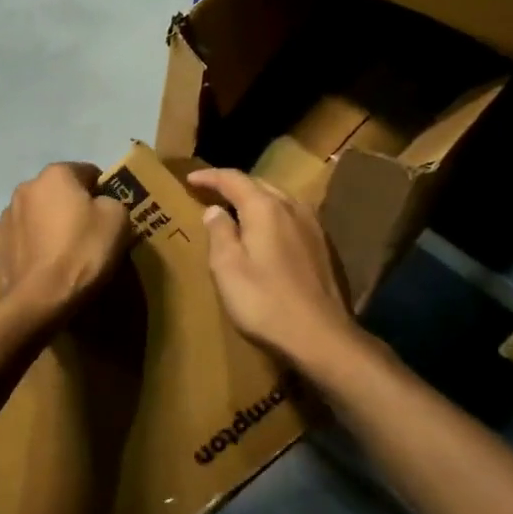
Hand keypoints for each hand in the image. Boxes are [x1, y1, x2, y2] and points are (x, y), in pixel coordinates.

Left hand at [0, 163, 133, 319]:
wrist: (40, 299)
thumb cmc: (82, 252)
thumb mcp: (118, 220)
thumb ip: (111, 201)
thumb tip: (99, 204)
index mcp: (55, 174)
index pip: (87, 172)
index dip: (102, 192)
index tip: (108, 216)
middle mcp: (25, 187)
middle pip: (57, 192)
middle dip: (71, 207)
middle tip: (87, 236)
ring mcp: (5, 216)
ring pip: (36, 214)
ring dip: (47, 225)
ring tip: (62, 254)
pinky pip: (21, 238)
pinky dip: (31, 246)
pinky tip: (42, 266)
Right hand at [189, 168, 356, 366]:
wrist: (320, 336)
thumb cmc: (265, 301)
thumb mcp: (227, 267)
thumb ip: (219, 232)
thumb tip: (214, 210)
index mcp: (265, 208)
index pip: (233, 179)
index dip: (209, 176)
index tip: (189, 178)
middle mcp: (292, 207)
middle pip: (258, 184)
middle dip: (233, 186)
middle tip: (209, 193)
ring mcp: (312, 225)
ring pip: (278, 199)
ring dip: (254, 200)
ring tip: (235, 210)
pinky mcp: (323, 246)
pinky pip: (291, 217)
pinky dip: (271, 216)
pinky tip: (265, 233)